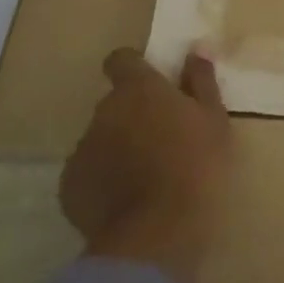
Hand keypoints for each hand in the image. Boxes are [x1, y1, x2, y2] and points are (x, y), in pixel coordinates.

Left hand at [59, 48, 232, 282]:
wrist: (157, 233)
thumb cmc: (196, 165)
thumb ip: (201, 80)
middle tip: (162, 137)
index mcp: (138, 89)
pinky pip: (88, 172)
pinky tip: (127, 199)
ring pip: (101, 138)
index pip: (122, 60)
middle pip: (114, 102)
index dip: (134, 68)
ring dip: (118, 146)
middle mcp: (103, 111)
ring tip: (146, 174)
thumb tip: (195, 49)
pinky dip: (104, 179)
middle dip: (132, 113)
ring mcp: (82, 149)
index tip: (153, 84)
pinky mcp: (69, 187)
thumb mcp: (214, 118)